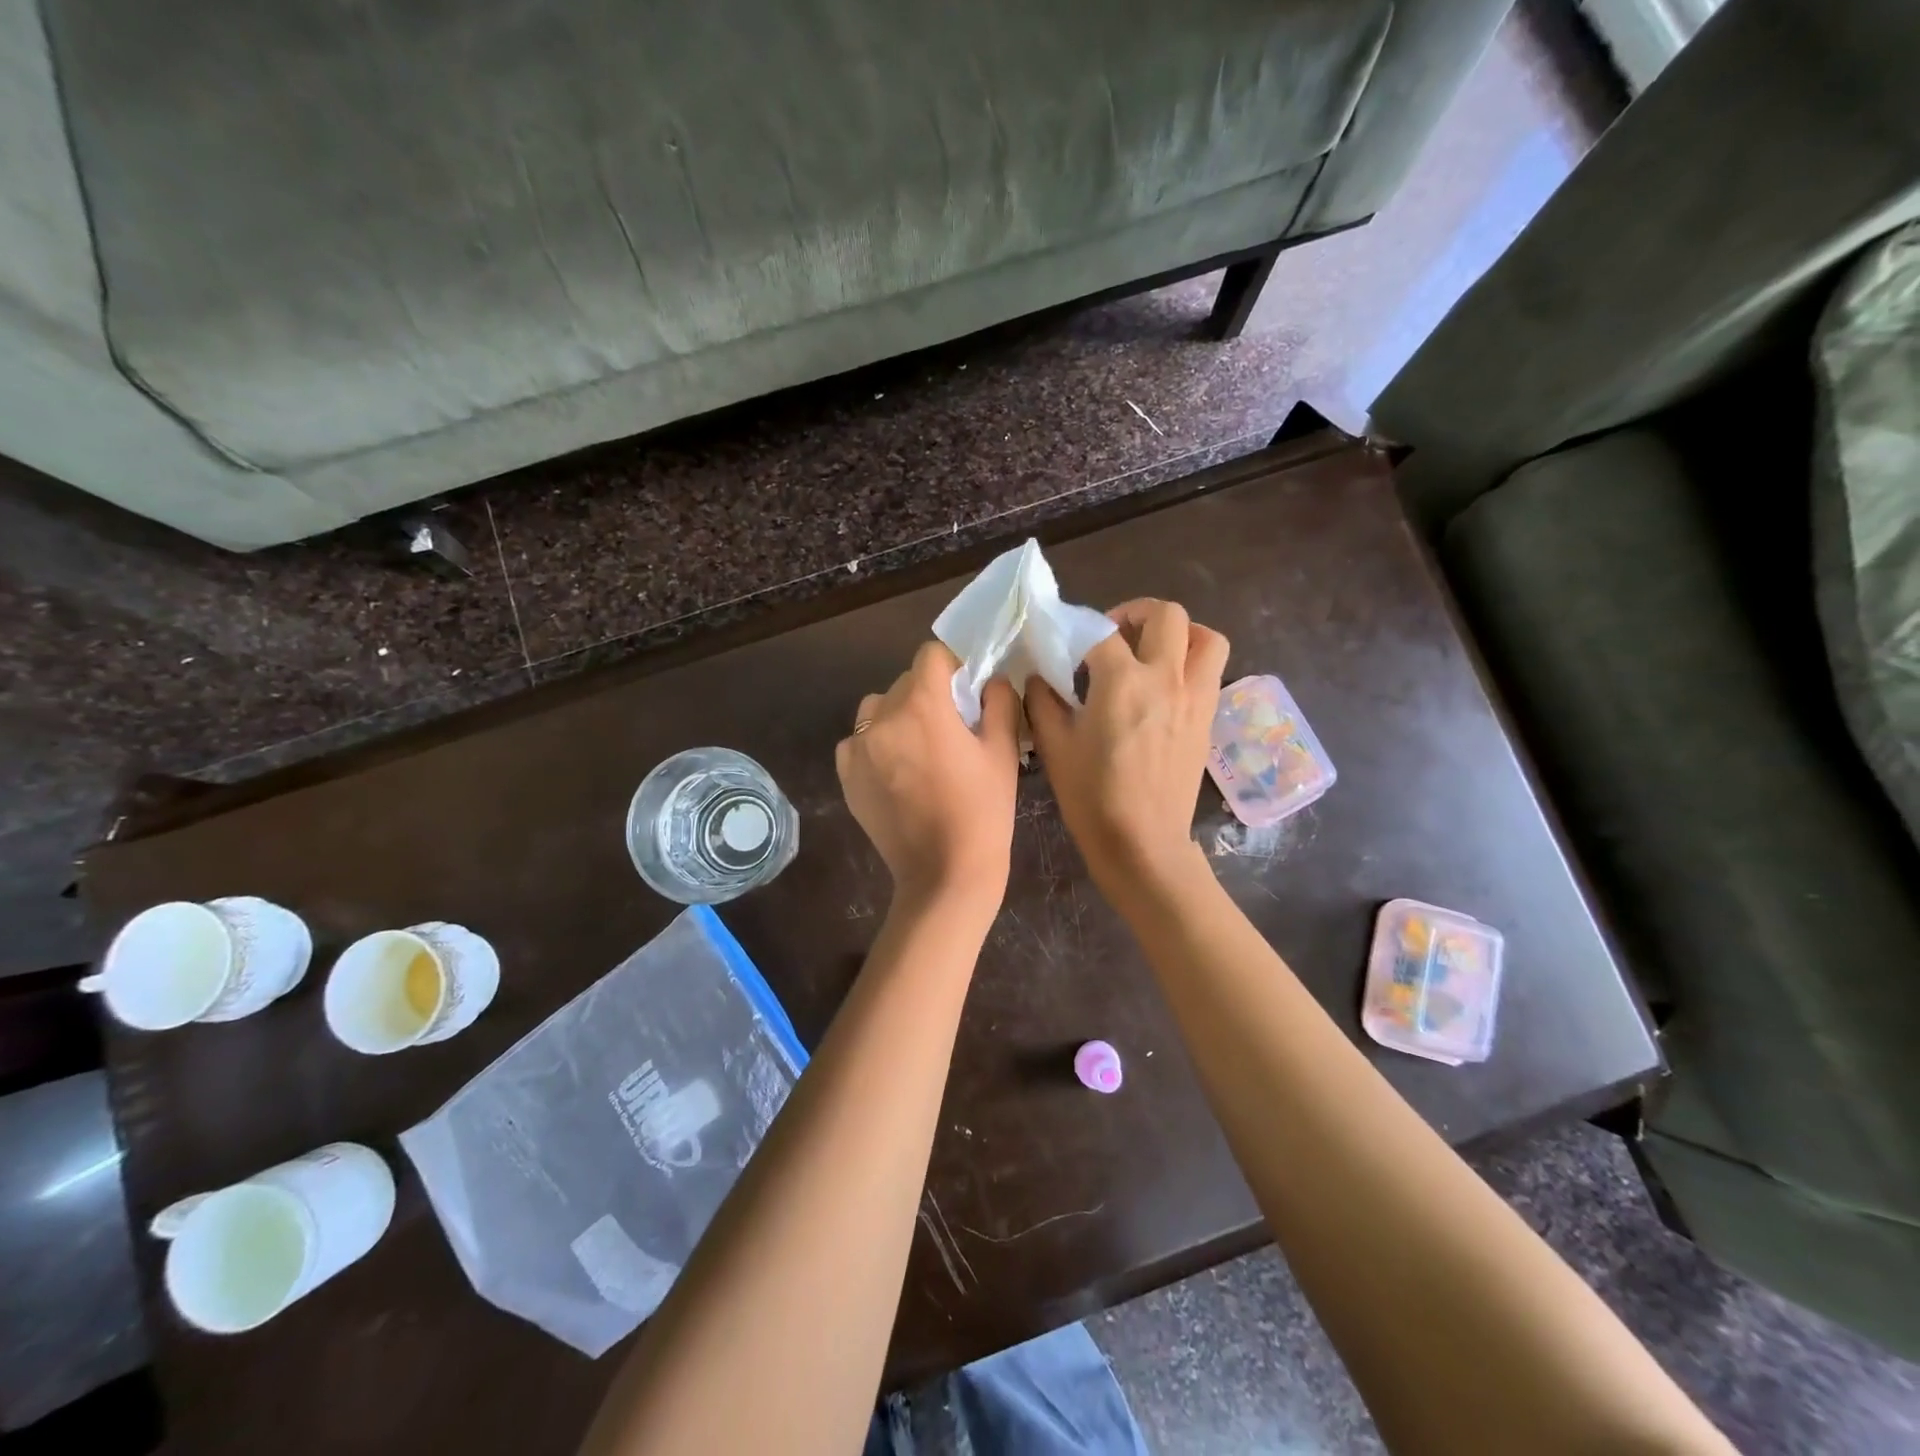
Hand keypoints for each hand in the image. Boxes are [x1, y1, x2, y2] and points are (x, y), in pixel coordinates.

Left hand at [836, 641, 1021, 914]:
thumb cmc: (983, 812)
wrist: (945, 874)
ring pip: (877, 709)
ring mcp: (858, 748)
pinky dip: (875, 745)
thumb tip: (991, 680)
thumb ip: (999, 703)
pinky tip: (896, 771)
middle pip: (905, 682)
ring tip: (919, 747)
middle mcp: (882, 718)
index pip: (931, 655)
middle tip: (950, 726)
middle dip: (928, 694)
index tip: (965, 690)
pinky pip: (857, 742)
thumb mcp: (1002, 753)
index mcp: (923, 705)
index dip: (952, 666)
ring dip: (897, 715)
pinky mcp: (846, 776)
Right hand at [1026, 598, 1229, 901]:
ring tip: (1152, 651)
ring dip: (1180, 633)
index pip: (1100, 632)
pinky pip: (1210, 672)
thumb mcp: (1054, 747)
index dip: (1078, 630)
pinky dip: (1191, 664)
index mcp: (1122, 682)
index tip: (1065, 644)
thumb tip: (1039, 677)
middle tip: (1114, 635)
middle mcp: (1166, 679)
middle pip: (1168, 615)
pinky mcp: (1207, 719)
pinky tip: (1162, 689)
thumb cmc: (1092, 797)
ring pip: (1206, 638)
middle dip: (1137, 613)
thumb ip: (1043, 702)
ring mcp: (1195, 698)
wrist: (1142, 844)